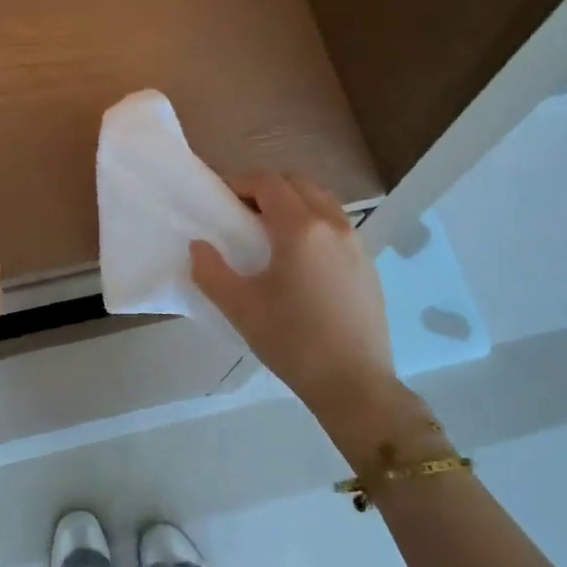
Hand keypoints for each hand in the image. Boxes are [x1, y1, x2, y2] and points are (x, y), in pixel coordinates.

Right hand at [191, 175, 429, 459]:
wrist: (354, 384)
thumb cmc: (292, 342)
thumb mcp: (240, 308)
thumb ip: (211, 271)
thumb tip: (199, 246)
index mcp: (300, 228)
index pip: (268, 182)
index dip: (241, 183)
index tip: (222, 200)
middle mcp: (333, 224)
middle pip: (298, 183)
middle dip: (267, 188)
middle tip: (243, 213)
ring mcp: (357, 243)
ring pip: (322, 201)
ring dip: (294, 203)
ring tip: (271, 234)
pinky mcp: (368, 264)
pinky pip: (338, 225)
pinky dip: (315, 223)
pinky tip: (301, 260)